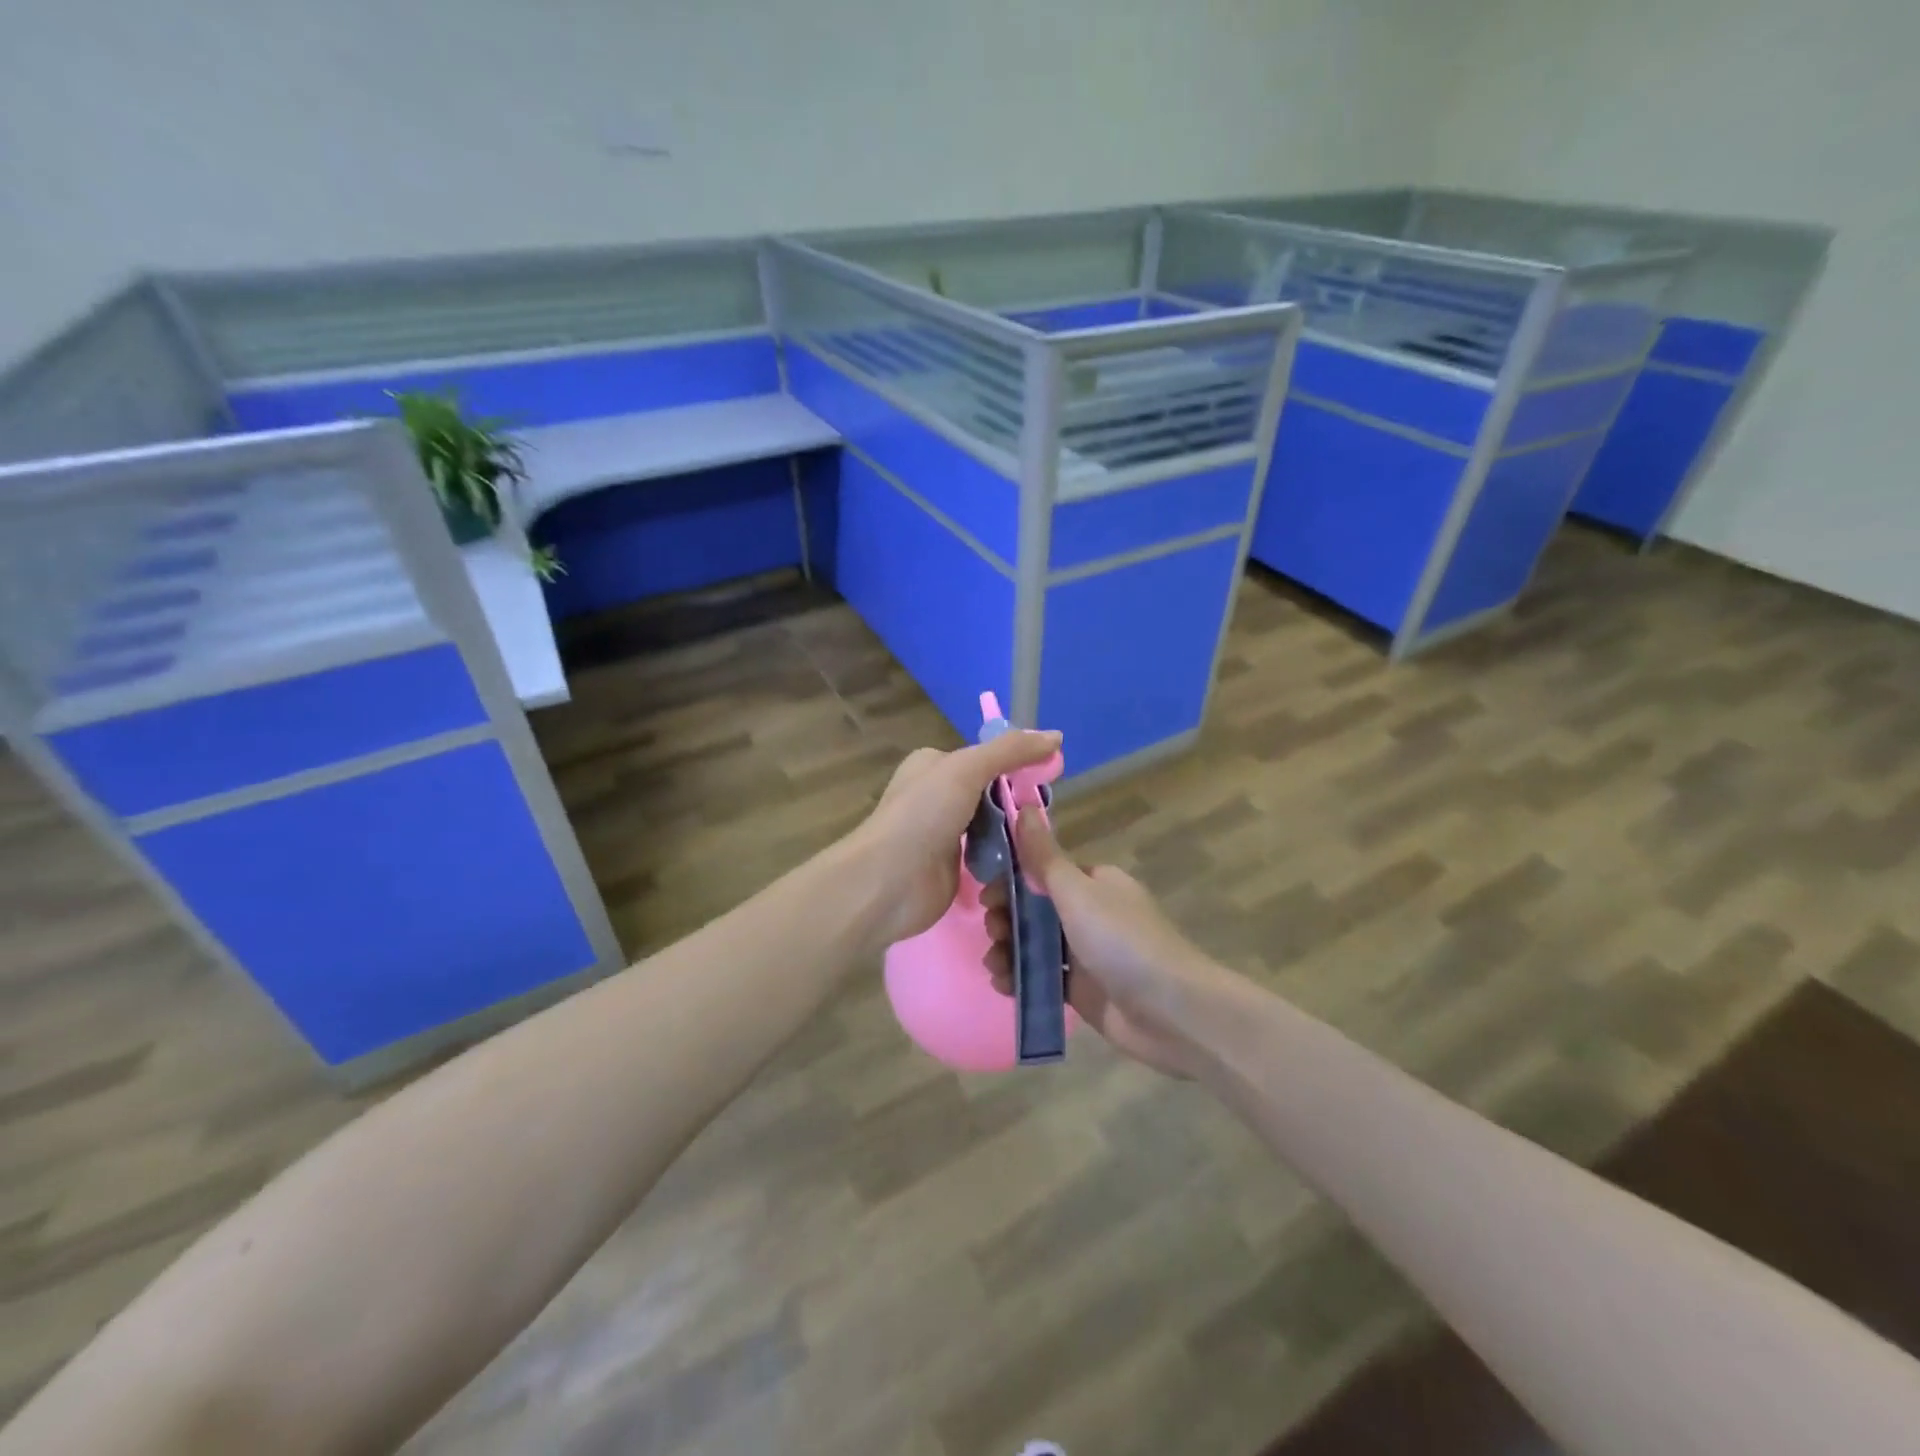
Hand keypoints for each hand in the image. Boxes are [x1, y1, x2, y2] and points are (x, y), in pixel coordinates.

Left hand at [848, 730, 1062, 952]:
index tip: (1051, 776)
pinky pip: (988, 857)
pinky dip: (1005, 859)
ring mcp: (943, 833)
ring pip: (992, 826)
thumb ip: (1010, 751)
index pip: (986, 757)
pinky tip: (1026, 864)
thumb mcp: (966, 770)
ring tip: (1041, 841)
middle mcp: (937, 795)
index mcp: (934, 764)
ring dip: (1014, 833)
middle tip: (1046, 816)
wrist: (888, 883)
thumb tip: (1056, 736)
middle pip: (992, 793)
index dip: (1018, 765)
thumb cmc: (923, 816)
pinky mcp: (952, 867)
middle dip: (1018, 803)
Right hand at [985, 811, 1225, 1078]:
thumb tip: (1023, 805)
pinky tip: (1003, 985)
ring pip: (1034, 944)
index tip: (986, 896)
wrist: (1171, 1011)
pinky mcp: (1082, 989)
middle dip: (1006, 918)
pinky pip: (1042, 977)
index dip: (1011, 881)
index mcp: (1093, 882)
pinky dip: (1020, 978)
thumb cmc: (1122, 941)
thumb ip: (1044, 855)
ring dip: (1008, 950)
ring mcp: (1085, 953)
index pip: (1042, 871)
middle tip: (992, 932)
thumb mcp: (1077, 892)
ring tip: (994, 965)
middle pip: (1034, 908)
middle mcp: (1089, 912)